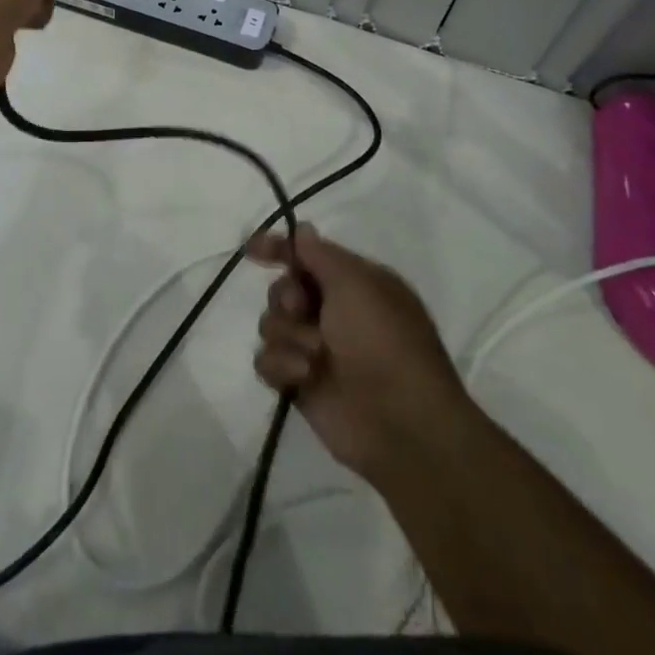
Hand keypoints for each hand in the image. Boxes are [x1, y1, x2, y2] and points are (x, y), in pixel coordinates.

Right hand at [248, 224, 476, 488]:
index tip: (253, 249)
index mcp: (354, 284)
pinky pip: (267, 360)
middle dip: (286, 297)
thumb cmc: (384, 341)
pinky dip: (281, 364)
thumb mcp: (356, 283)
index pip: (308, 255)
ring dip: (289, 335)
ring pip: (271, 323)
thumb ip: (320, 254)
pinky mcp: (299, 383)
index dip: (280, 248)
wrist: (402, 423)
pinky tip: (302, 376)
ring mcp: (315, 349)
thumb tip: (303, 230)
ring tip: (315, 356)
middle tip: (301, 309)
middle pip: (283, 288)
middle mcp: (333, 313)